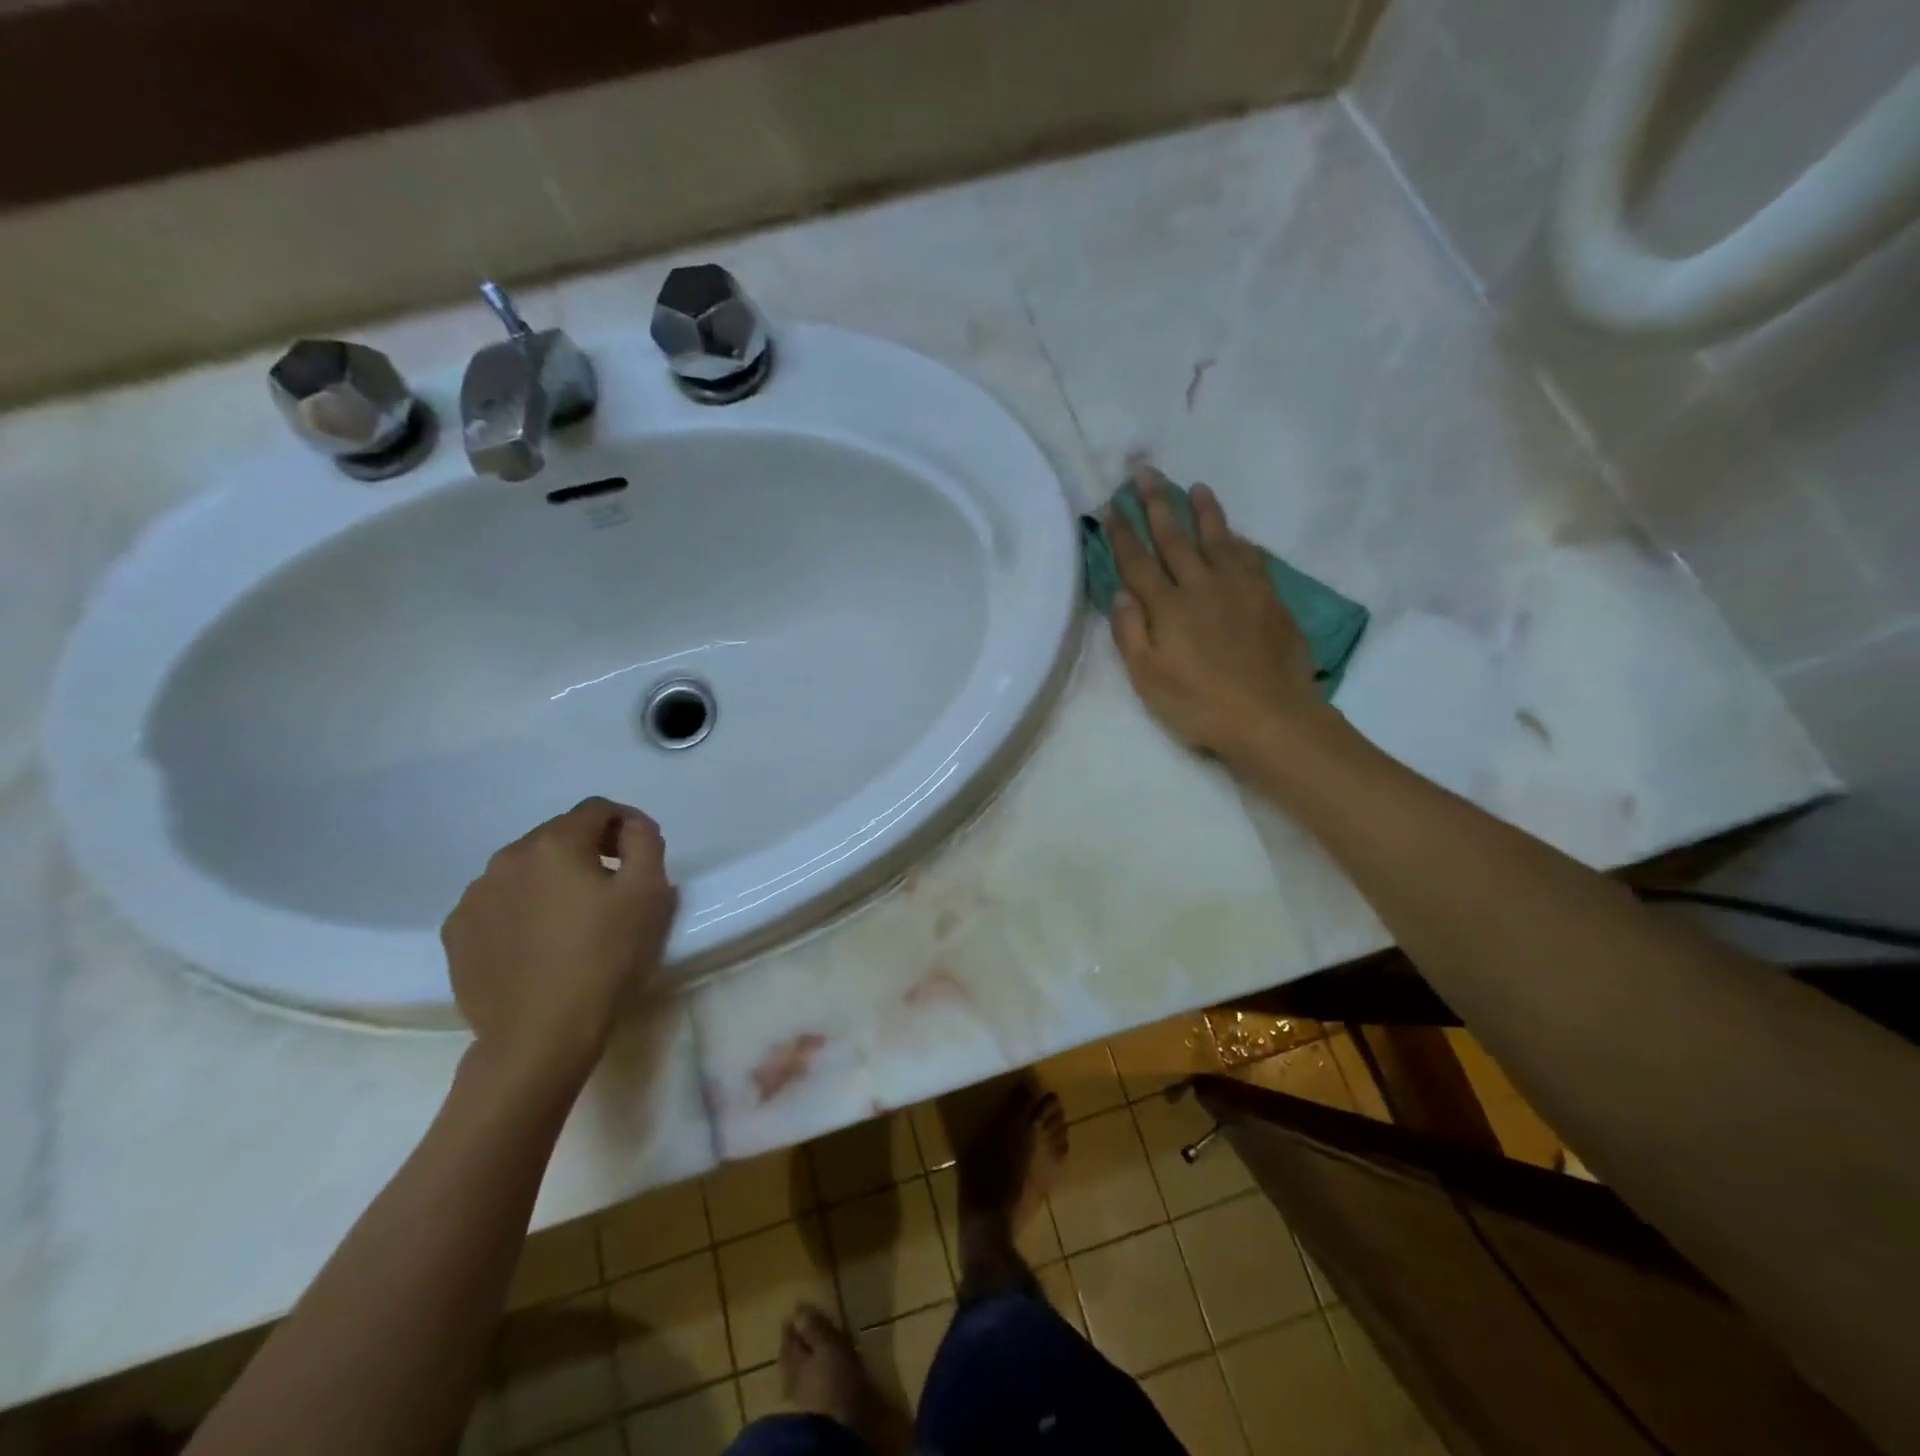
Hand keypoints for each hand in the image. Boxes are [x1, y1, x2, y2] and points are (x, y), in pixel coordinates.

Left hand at [442, 798, 676, 1085]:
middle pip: (558, 835)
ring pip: (525, 869)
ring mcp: (474, 897)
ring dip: (553, 879)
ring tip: (574, 919)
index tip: (642, 853)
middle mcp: (506, 858)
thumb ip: (645, 842)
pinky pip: (498, 903)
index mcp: (555, 844)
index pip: (597, 809)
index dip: (626, 823)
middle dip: (589, 850)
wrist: (540, 1036)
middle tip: (613, 887)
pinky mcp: (457, 934)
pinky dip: (521, 909)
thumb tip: (631, 826)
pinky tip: (538, 942)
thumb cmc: (605, 959)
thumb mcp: (649, 893)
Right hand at [1108, 468, 1332, 764]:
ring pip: (1217, 539)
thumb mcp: (1148, 679)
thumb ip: (1131, 634)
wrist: (1271, 717)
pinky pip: (1251, 558)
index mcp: (1168, 607)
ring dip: (1202, 511)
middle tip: (1146, 472)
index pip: (1138, 561)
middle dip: (1156, 504)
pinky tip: (1235, 534)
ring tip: (1193, 487)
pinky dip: (1239, 541)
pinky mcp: (1269, 598)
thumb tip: (1121, 593)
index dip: (1122, 533)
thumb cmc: (1199, 705)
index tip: (1112, 506)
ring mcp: (1239, 589)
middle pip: (1175, 538)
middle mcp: (1201, 587)